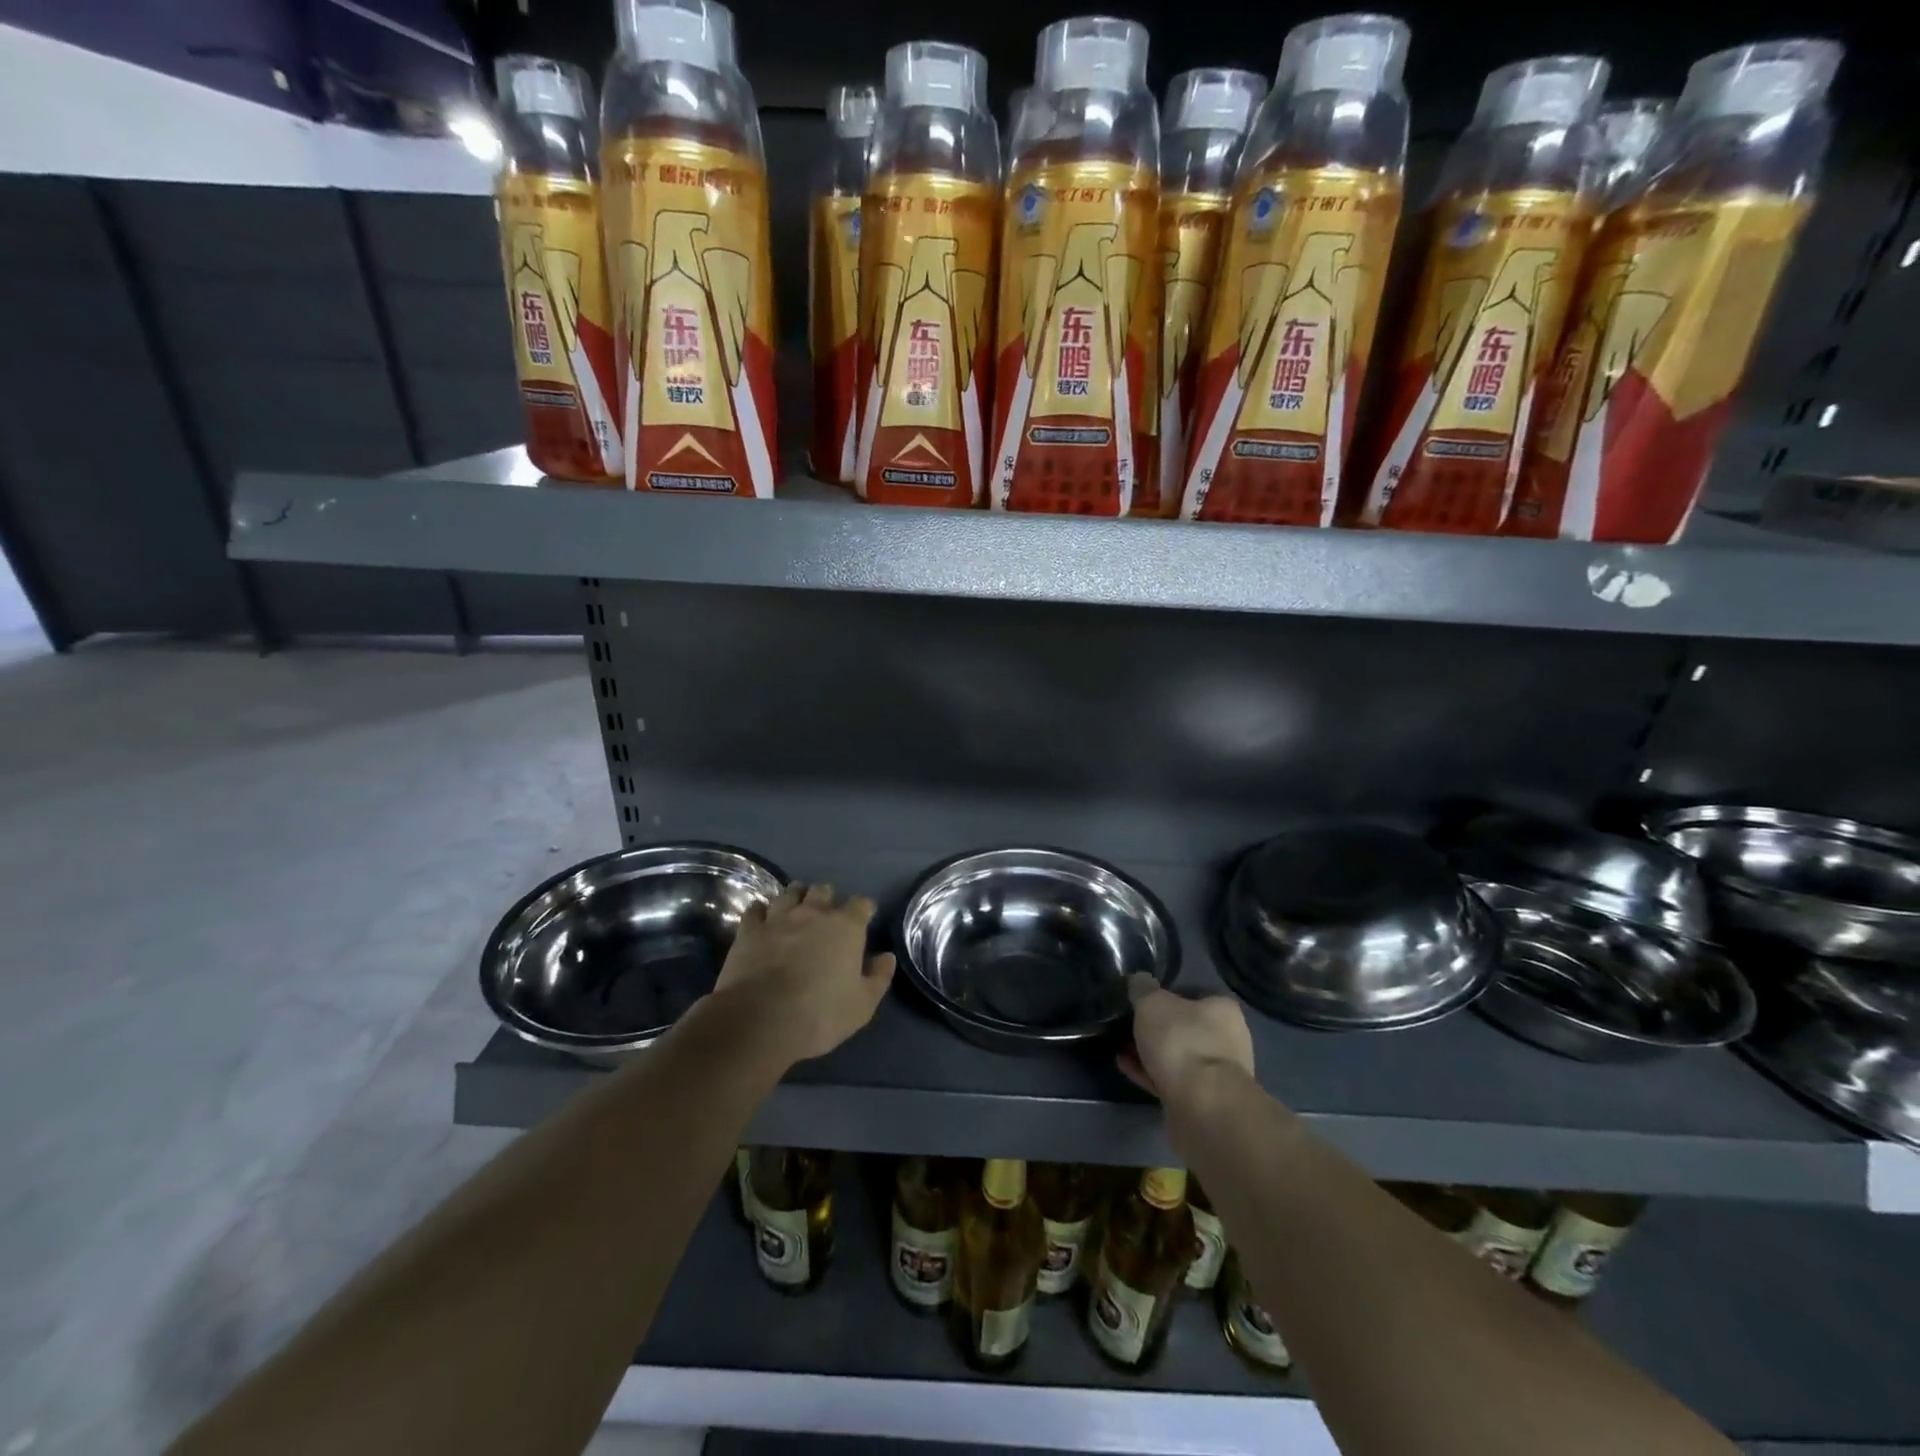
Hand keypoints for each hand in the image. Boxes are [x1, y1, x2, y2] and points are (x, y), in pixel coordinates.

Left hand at [712, 883, 895, 1063]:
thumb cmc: (820, 1013)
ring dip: (795, 897)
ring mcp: (778, 919)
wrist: (761, 1020)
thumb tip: (887, 957)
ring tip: (795, 907)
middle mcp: (813, 914)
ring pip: (789, 893)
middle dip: (827, 898)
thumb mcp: (862, 1004)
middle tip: (826, 914)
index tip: (864, 918)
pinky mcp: (749, 931)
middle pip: (823, 891)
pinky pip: (755, 909)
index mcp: (846, 928)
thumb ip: (878, 977)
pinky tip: (762, 918)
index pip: (861, 904)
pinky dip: (761, 911)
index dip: (864, 909)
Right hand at [1120, 973, 1254, 1103]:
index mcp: (1222, 1010)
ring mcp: (1216, 1074)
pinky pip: (1170, 1079)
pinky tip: (1125, 1066)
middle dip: (1155, 1027)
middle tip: (1126, 1024)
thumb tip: (1139, 980)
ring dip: (1149, 1051)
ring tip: (1120, 1046)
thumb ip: (1142, 988)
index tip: (1140, 999)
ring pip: (1176, 1055)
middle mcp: (1226, 1040)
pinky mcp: (1202, 1101)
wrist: (1202, 1107)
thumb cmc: (1182, 1042)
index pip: (1193, 993)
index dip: (1165, 994)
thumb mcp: (1152, 1003)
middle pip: (1184, 1026)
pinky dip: (1148, 1072)